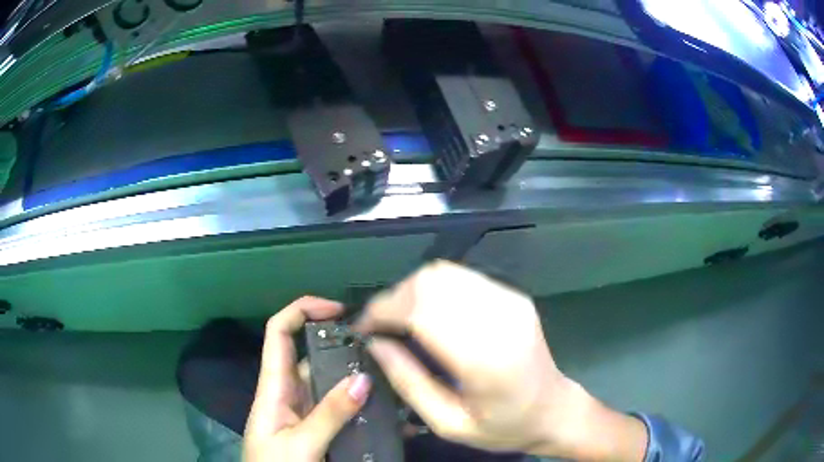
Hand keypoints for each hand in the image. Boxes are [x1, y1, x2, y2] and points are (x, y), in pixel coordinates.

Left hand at [244, 296, 371, 461]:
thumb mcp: (300, 443)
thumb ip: (330, 415)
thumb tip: (364, 379)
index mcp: (274, 387)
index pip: (278, 332)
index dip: (302, 310)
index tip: (338, 309)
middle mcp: (289, 393)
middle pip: (311, 356)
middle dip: (343, 347)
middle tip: (383, 350)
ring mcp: (305, 412)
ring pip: (330, 384)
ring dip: (357, 379)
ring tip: (394, 378)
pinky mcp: (317, 429)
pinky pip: (341, 410)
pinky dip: (360, 406)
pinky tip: (386, 412)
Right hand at [356, 261, 647, 460]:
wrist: (554, 410)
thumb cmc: (503, 427)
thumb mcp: (449, 423)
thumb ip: (408, 382)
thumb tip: (375, 344)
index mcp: (485, 358)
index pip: (422, 310)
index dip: (383, 312)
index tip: (364, 328)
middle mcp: (500, 319)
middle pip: (430, 282)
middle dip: (394, 299)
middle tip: (381, 327)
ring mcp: (511, 301)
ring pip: (444, 272)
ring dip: (413, 291)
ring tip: (401, 321)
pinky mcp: (514, 296)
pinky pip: (462, 277)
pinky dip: (435, 289)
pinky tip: (430, 314)